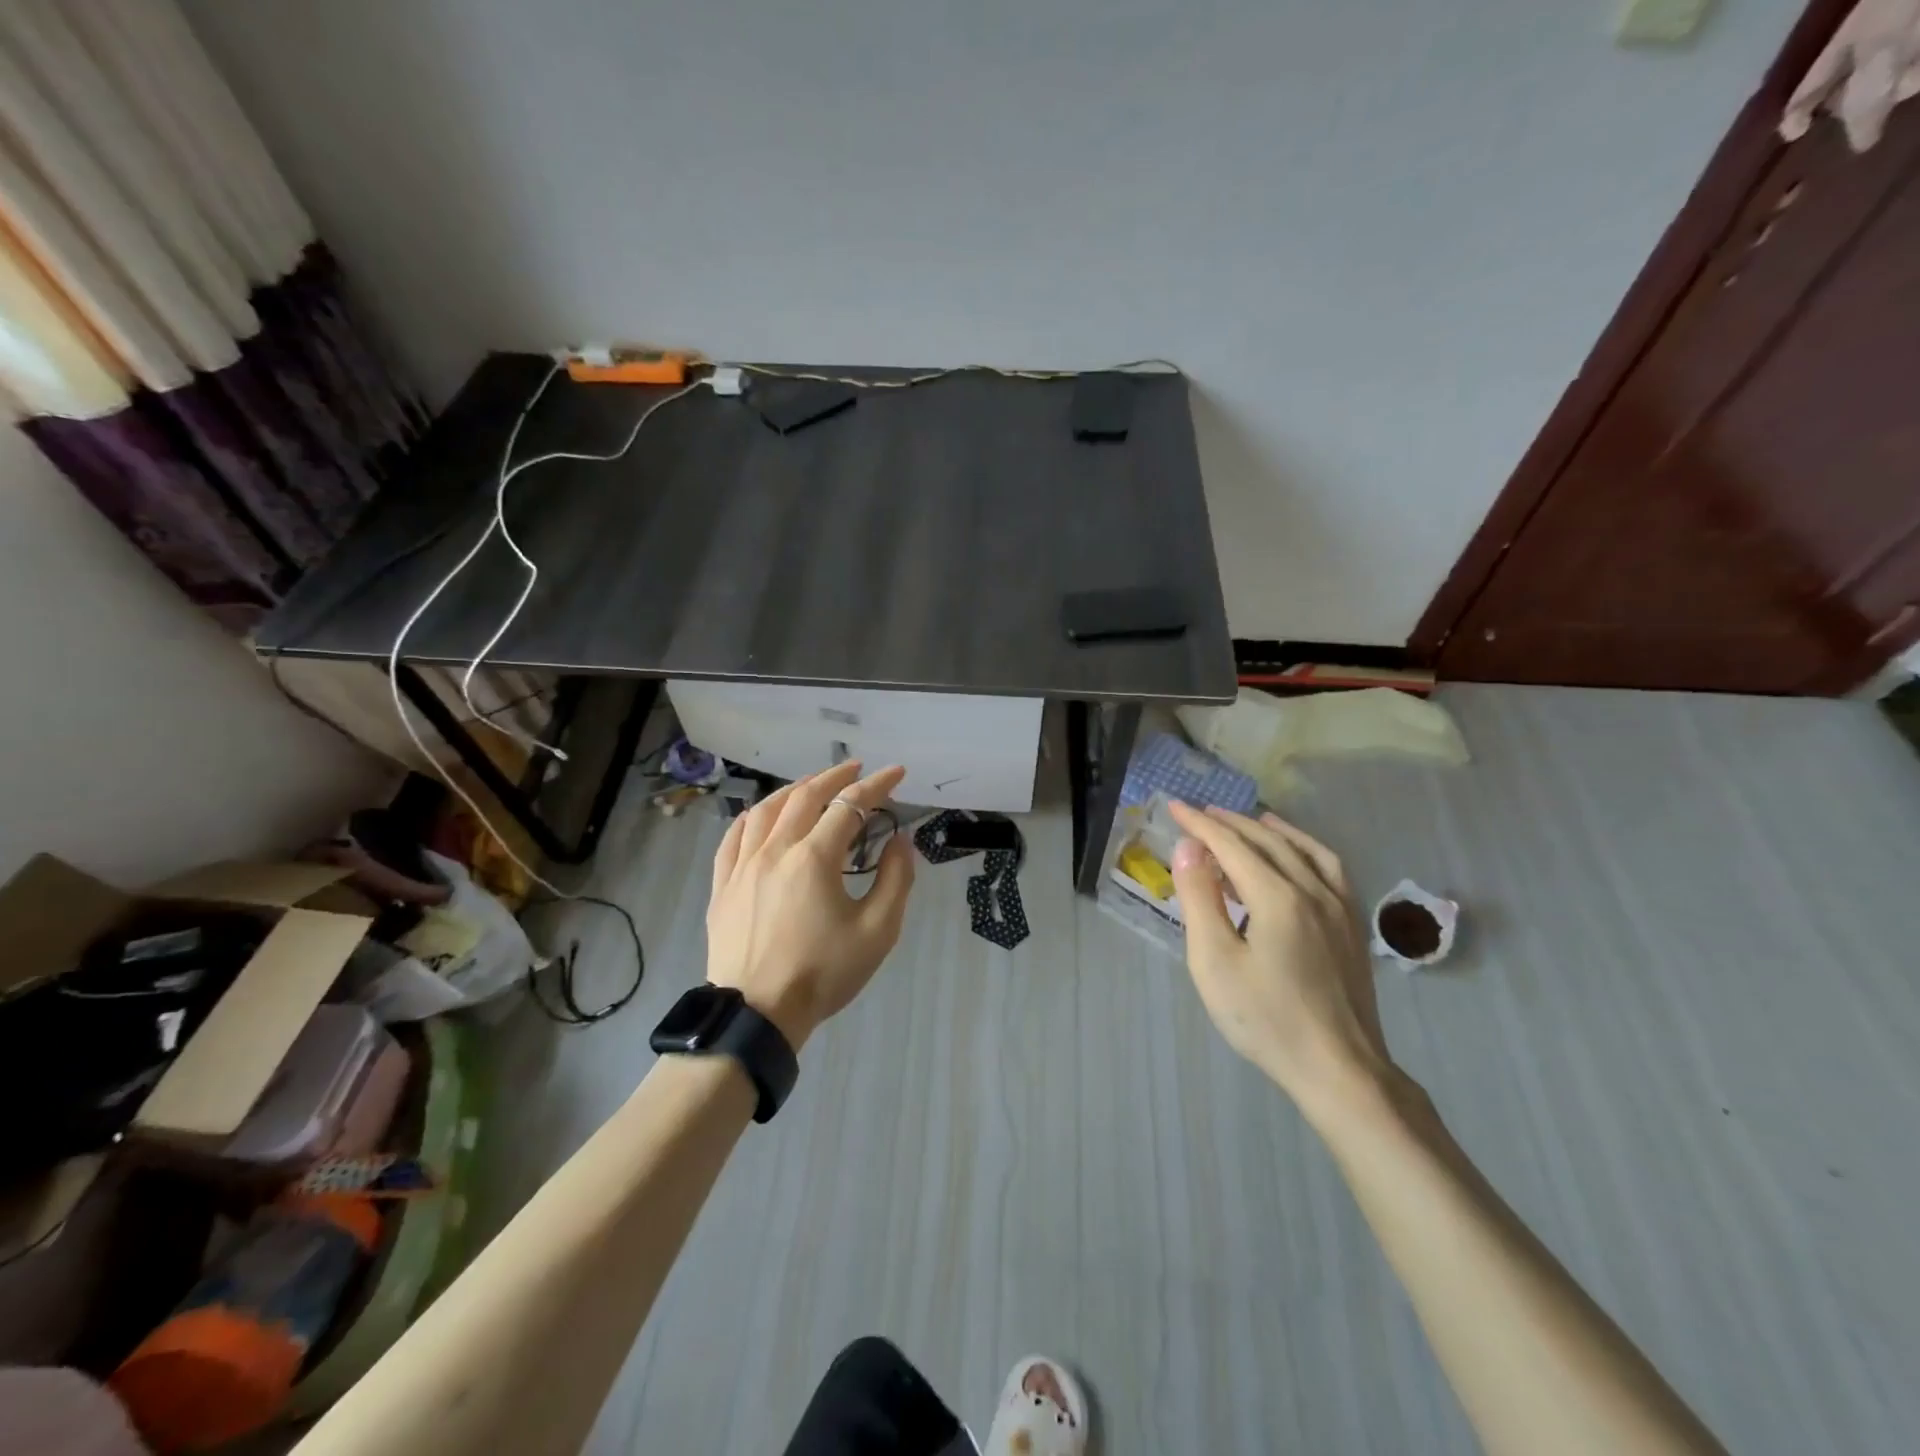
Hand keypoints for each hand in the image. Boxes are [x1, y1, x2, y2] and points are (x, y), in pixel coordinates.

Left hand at [705, 760, 914, 1050]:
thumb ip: (896, 880)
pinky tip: (761, 815)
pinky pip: (734, 836)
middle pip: (805, 796)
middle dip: (835, 777)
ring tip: (812, 785)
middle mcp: (775, 850)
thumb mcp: (877, 931)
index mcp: (813, 858)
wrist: (757, 1014)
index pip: (849, 806)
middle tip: (856, 770)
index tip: (896, 773)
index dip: (876, 785)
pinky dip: (753, 816)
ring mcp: (742, 866)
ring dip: (794, 790)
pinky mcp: (723, 885)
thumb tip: (899, 841)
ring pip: (766, 809)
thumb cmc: (823, 973)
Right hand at [1167, 801, 1392, 1116]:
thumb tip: (1188, 849)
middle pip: (1267, 841)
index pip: (1231, 845)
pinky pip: (1329, 867)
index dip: (1200, 825)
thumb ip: (1200, 899)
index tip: (1174, 806)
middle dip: (1230, 822)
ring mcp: (1339, 906)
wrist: (1339, 1068)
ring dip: (1270, 830)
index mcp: (1277, 897)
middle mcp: (1312, 889)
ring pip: (1303, 849)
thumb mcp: (1215, 962)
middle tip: (1199, 813)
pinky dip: (1305, 848)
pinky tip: (1297, 855)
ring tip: (1248, 821)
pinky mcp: (1352, 925)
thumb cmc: (1266, 1018)